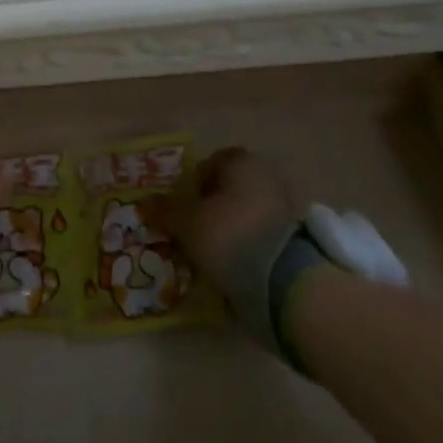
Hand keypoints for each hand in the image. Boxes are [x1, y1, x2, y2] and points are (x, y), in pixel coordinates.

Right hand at [154, 147, 299, 278]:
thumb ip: (165, 211)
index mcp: (240, 160)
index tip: (186, 213)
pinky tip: (238, 266)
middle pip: (228, 188)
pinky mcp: (298, 235)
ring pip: (246, 212)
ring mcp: (286, 204)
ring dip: (232, 228)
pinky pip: (263, 234)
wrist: (285, 281)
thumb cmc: (229, 236)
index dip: (192, 187)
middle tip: (197, 234)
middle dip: (212, 208)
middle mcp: (266, 173)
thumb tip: (144, 203)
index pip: (209, 164)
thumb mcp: (187, 224)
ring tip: (216, 256)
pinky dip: (250, 245)